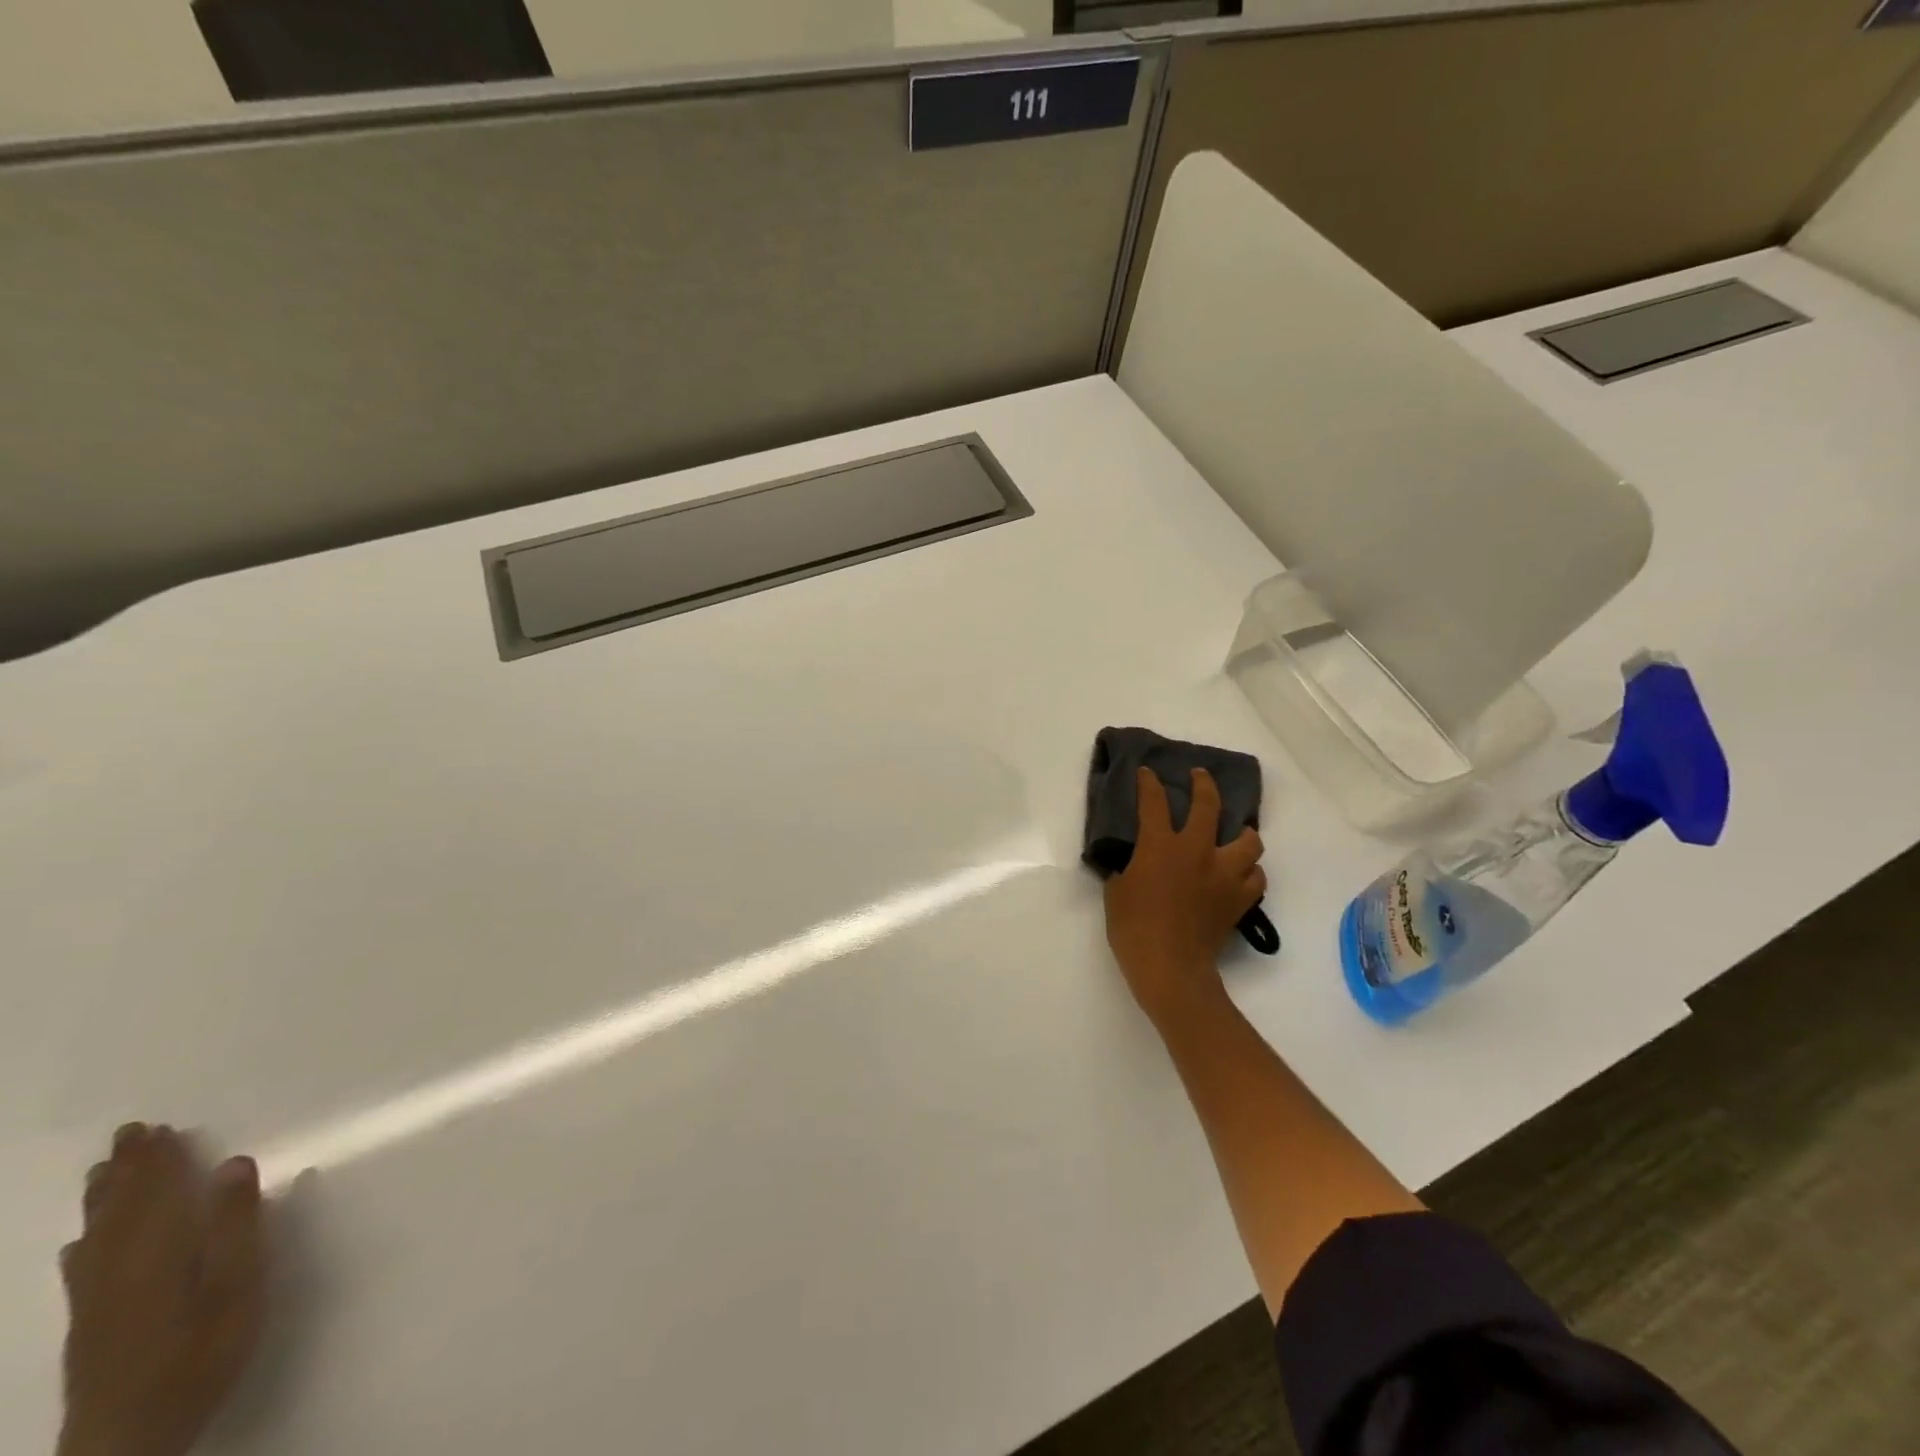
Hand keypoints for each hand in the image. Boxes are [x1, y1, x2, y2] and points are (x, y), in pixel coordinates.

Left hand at [58, 1125, 266, 1455]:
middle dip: (128, 1171)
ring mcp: (97, 1302)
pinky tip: (79, 1243)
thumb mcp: (238, 1286)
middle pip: (122, 1210)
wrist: (128, 1441)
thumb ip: (237, 1224)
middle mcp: (120, 1268)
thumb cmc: (200, 1352)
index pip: (158, 1193)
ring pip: (97, 1236)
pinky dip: (83, 1245)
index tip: (159, 1127)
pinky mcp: (88, 1327)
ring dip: (104, 1200)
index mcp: (160, 1251)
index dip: (160, 1160)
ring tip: (105, 1171)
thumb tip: (233, 1163)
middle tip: (129, 1134)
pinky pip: (80, 1271)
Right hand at [1104, 767, 1265, 1024]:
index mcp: (1161, 845)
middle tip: (1200, 777)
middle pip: (1209, 805)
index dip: (1149, 783)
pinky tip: (1239, 874)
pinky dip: (1249, 872)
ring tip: (1235, 834)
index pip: (1154, 802)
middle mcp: (1197, 850)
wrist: (1170, 966)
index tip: (1147, 773)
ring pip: (1249, 841)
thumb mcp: (1117, 890)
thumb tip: (1134, 861)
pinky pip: (1255, 877)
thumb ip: (1127, 868)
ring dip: (1242, 833)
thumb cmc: (1133, 927)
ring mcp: (1223, 874)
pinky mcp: (1239, 899)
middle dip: (1204, 784)